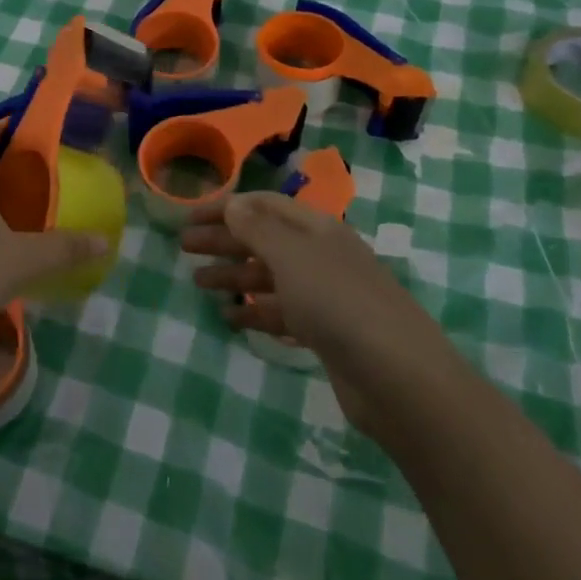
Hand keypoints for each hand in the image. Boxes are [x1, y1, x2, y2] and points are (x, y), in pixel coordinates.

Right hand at [181, 192, 401, 345]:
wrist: (397, 376)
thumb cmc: (337, 302)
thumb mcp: (291, 256)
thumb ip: (257, 228)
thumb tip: (233, 204)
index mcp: (315, 228)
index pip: (262, 205)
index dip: (225, 207)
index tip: (188, 217)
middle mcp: (320, 255)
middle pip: (263, 239)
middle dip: (224, 241)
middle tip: (183, 248)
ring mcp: (325, 295)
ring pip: (269, 277)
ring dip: (234, 276)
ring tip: (198, 283)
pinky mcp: (326, 332)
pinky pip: (281, 312)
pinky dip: (255, 311)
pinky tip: (230, 318)